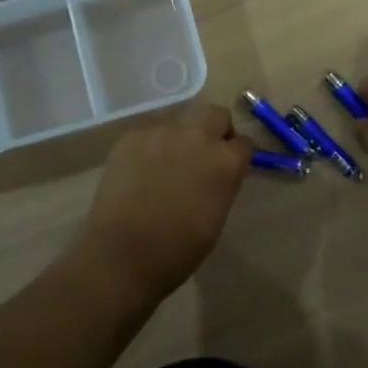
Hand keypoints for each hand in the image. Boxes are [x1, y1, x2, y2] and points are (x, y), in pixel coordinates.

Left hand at [72, 102, 251, 304]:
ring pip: (179, 122)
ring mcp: (162, 132)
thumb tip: (217, 174)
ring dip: (179, 138)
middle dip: (215, 128)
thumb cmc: (178, 249)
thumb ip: (221, 184)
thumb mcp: (216, 217)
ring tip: (165, 166)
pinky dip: (150, 148)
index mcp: (225, 161)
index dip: (238, 153)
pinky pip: (149, 134)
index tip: (232, 163)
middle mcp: (198, 136)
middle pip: (215, 114)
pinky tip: (139, 172)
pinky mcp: (132, 136)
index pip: (244, 142)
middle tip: (204, 153)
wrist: (123, 253)